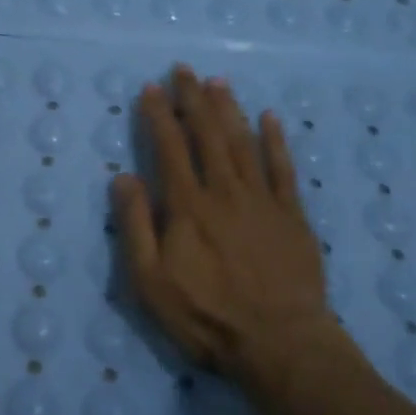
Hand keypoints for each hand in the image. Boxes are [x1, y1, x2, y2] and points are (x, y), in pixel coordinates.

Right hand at [113, 65, 344, 390]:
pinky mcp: (292, 215)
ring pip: (243, 142)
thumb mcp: (151, 281)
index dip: (158, 115)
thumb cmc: (206, 317)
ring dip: (228, 109)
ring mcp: (262, 200)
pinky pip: (283, 168)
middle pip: (207, 134)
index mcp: (188, 205)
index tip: (150, 88)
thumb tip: (123, 177)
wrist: (280, 344)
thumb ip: (136, 226)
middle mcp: (224, 191)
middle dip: (193, 99)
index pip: (169, 147)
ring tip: (217, 82)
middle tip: (184, 69)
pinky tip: (270, 118)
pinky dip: (276, 140)